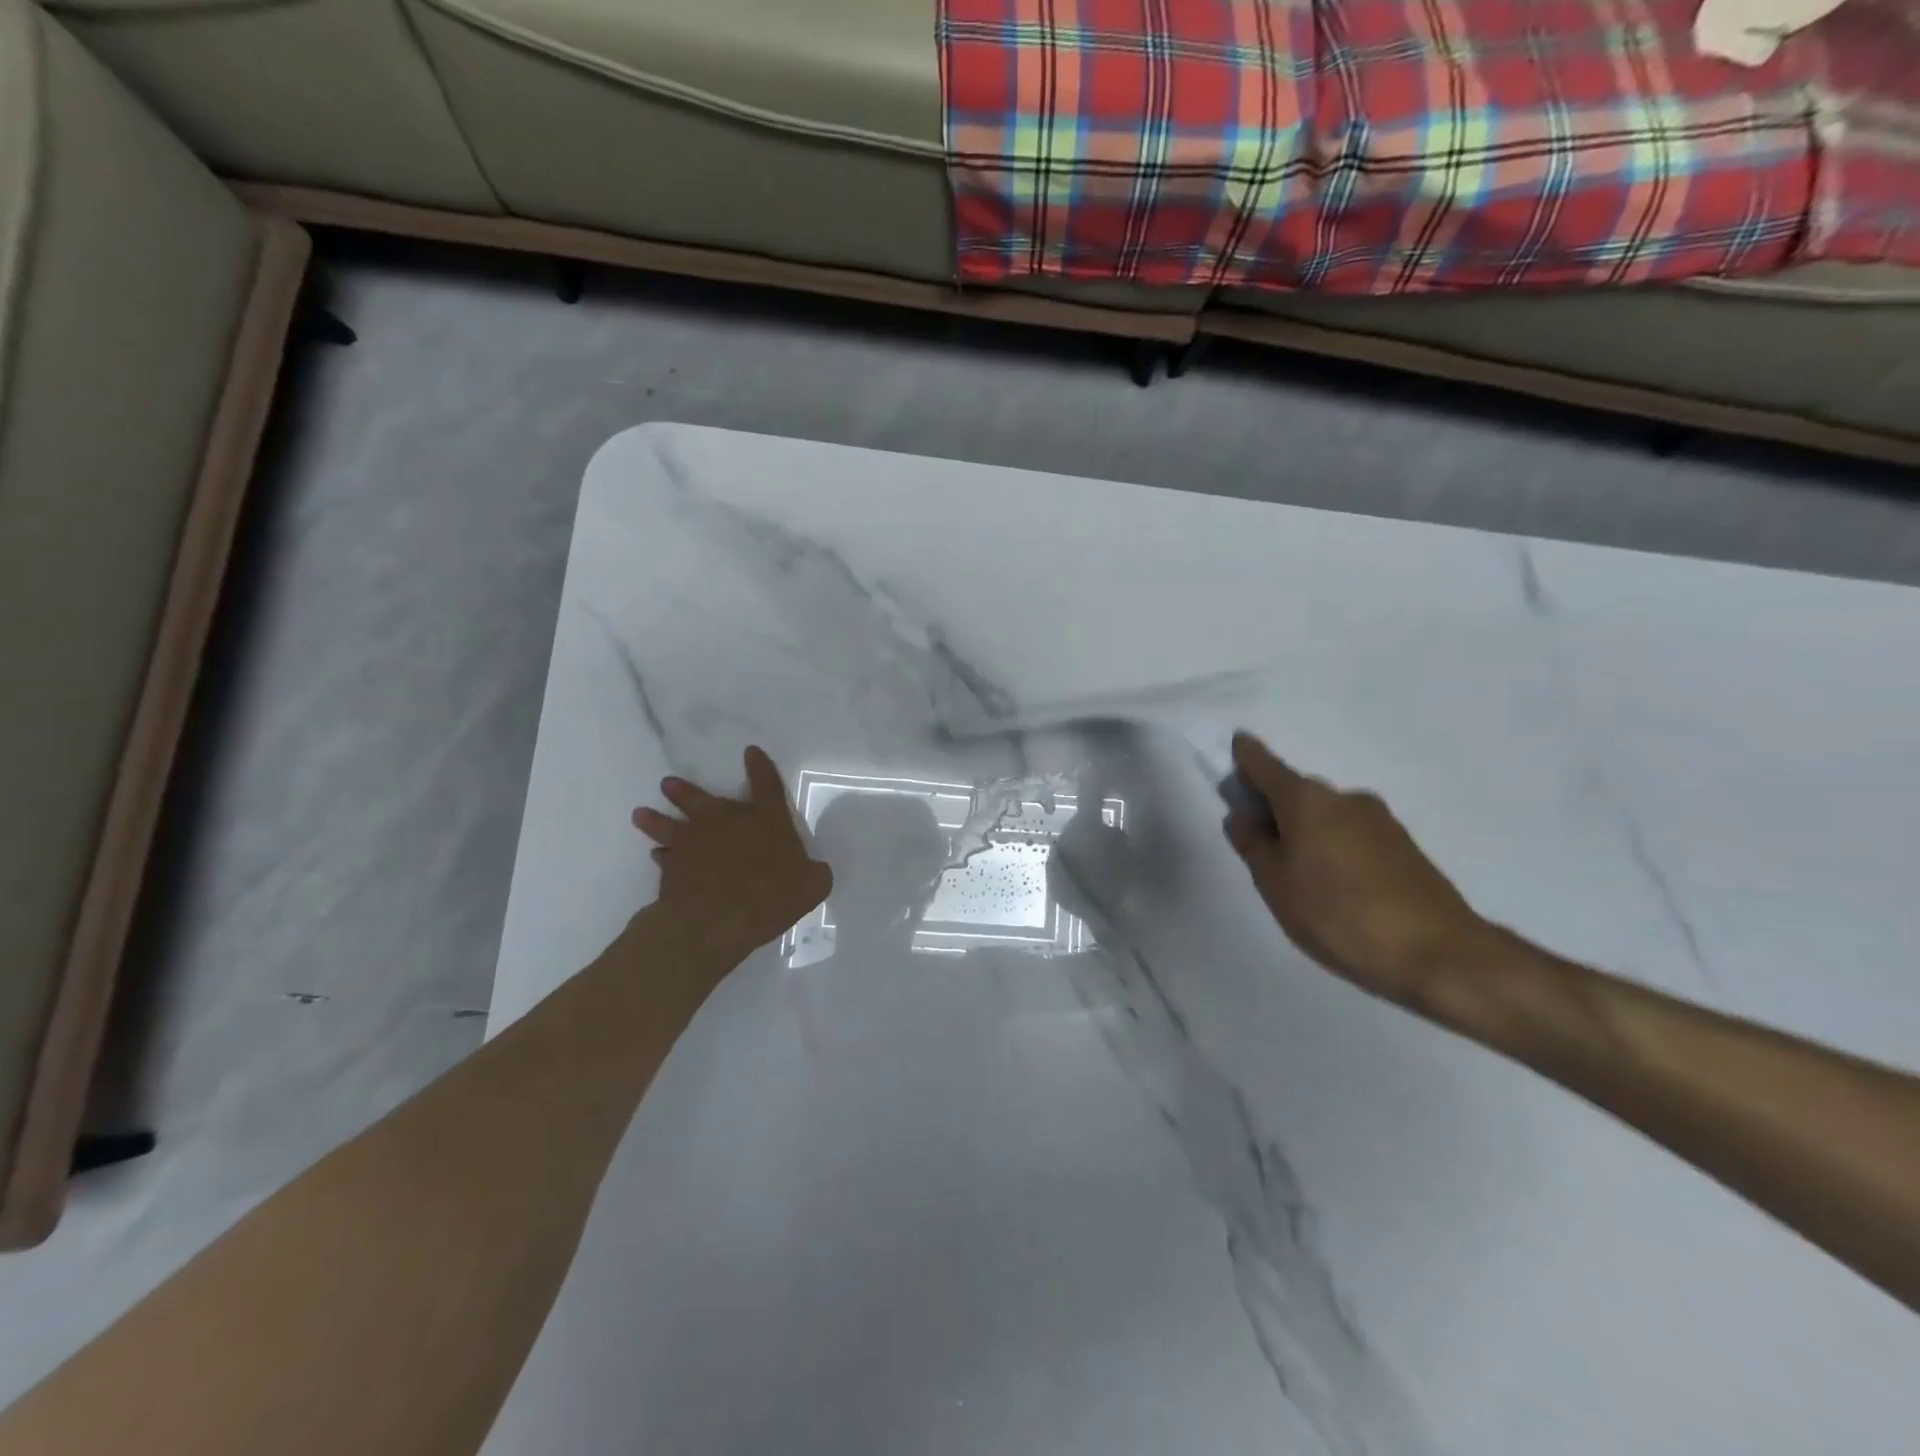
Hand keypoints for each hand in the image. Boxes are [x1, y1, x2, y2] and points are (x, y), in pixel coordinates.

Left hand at [632, 746, 832, 971]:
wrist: (717, 920)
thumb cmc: (771, 896)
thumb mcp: (811, 886)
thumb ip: (815, 874)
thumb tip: (816, 872)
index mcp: (766, 819)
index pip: (767, 785)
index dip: (760, 767)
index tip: (751, 752)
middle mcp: (726, 822)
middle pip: (702, 799)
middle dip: (685, 791)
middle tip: (667, 784)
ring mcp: (694, 843)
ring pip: (669, 824)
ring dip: (656, 818)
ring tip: (641, 813)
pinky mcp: (672, 868)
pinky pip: (664, 857)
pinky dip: (661, 856)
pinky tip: (656, 855)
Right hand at [1223, 732, 1484, 1007]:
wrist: (1439, 954)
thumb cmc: (1338, 914)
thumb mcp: (1277, 884)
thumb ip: (1254, 845)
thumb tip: (1243, 815)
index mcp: (1307, 800)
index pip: (1266, 765)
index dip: (1247, 756)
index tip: (1237, 745)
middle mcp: (1344, 798)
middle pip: (1297, 792)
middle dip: (1273, 806)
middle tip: (1255, 838)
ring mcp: (1379, 821)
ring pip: (1326, 816)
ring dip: (1305, 830)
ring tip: (1294, 872)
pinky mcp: (1404, 848)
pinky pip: (1352, 835)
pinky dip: (1333, 847)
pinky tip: (1332, 884)